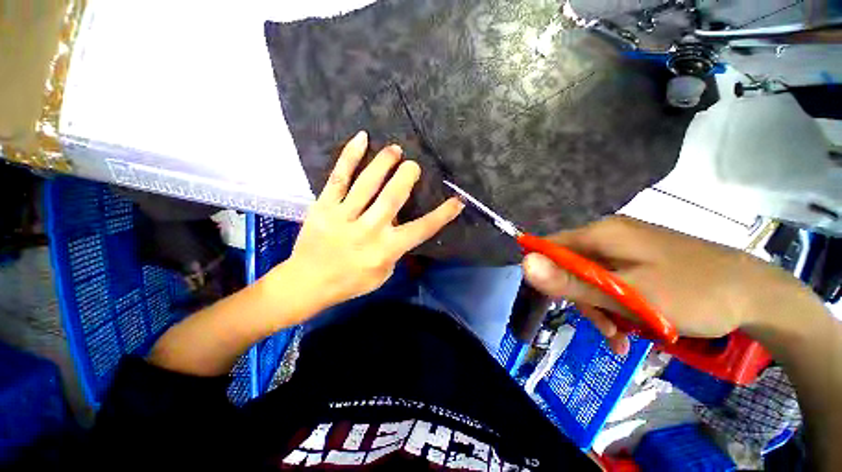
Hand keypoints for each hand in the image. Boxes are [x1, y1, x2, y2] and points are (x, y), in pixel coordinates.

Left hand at [281, 131, 463, 314]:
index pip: (422, 229)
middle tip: (414, 166)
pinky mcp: (323, 206)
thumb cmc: (350, 282)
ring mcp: (344, 215)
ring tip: (395, 150)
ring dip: (385, 162)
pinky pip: (339, 177)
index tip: (457, 201)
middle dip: (407, 177)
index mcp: (386, 249)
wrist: (307, 282)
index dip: (442, 214)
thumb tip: (402, 224)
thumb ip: (395, 249)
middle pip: (393, 197)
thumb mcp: (383, 274)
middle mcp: (369, 229)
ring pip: (368, 182)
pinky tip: (362, 138)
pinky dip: (350, 156)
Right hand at [522, 216, 809, 353]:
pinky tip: (628, 332)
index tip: (557, 301)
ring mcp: (626, 248)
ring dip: (600, 308)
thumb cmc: (693, 292)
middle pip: (572, 265)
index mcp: (601, 233)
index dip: (545, 271)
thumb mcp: (626, 294)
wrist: (756, 294)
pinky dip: (615, 306)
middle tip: (602, 328)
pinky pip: (613, 282)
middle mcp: (609, 235)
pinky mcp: (640, 261)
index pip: (550, 246)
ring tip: (618, 338)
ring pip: (592, 277)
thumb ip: (571, 281)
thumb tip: (524, 265)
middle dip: (580, 298)